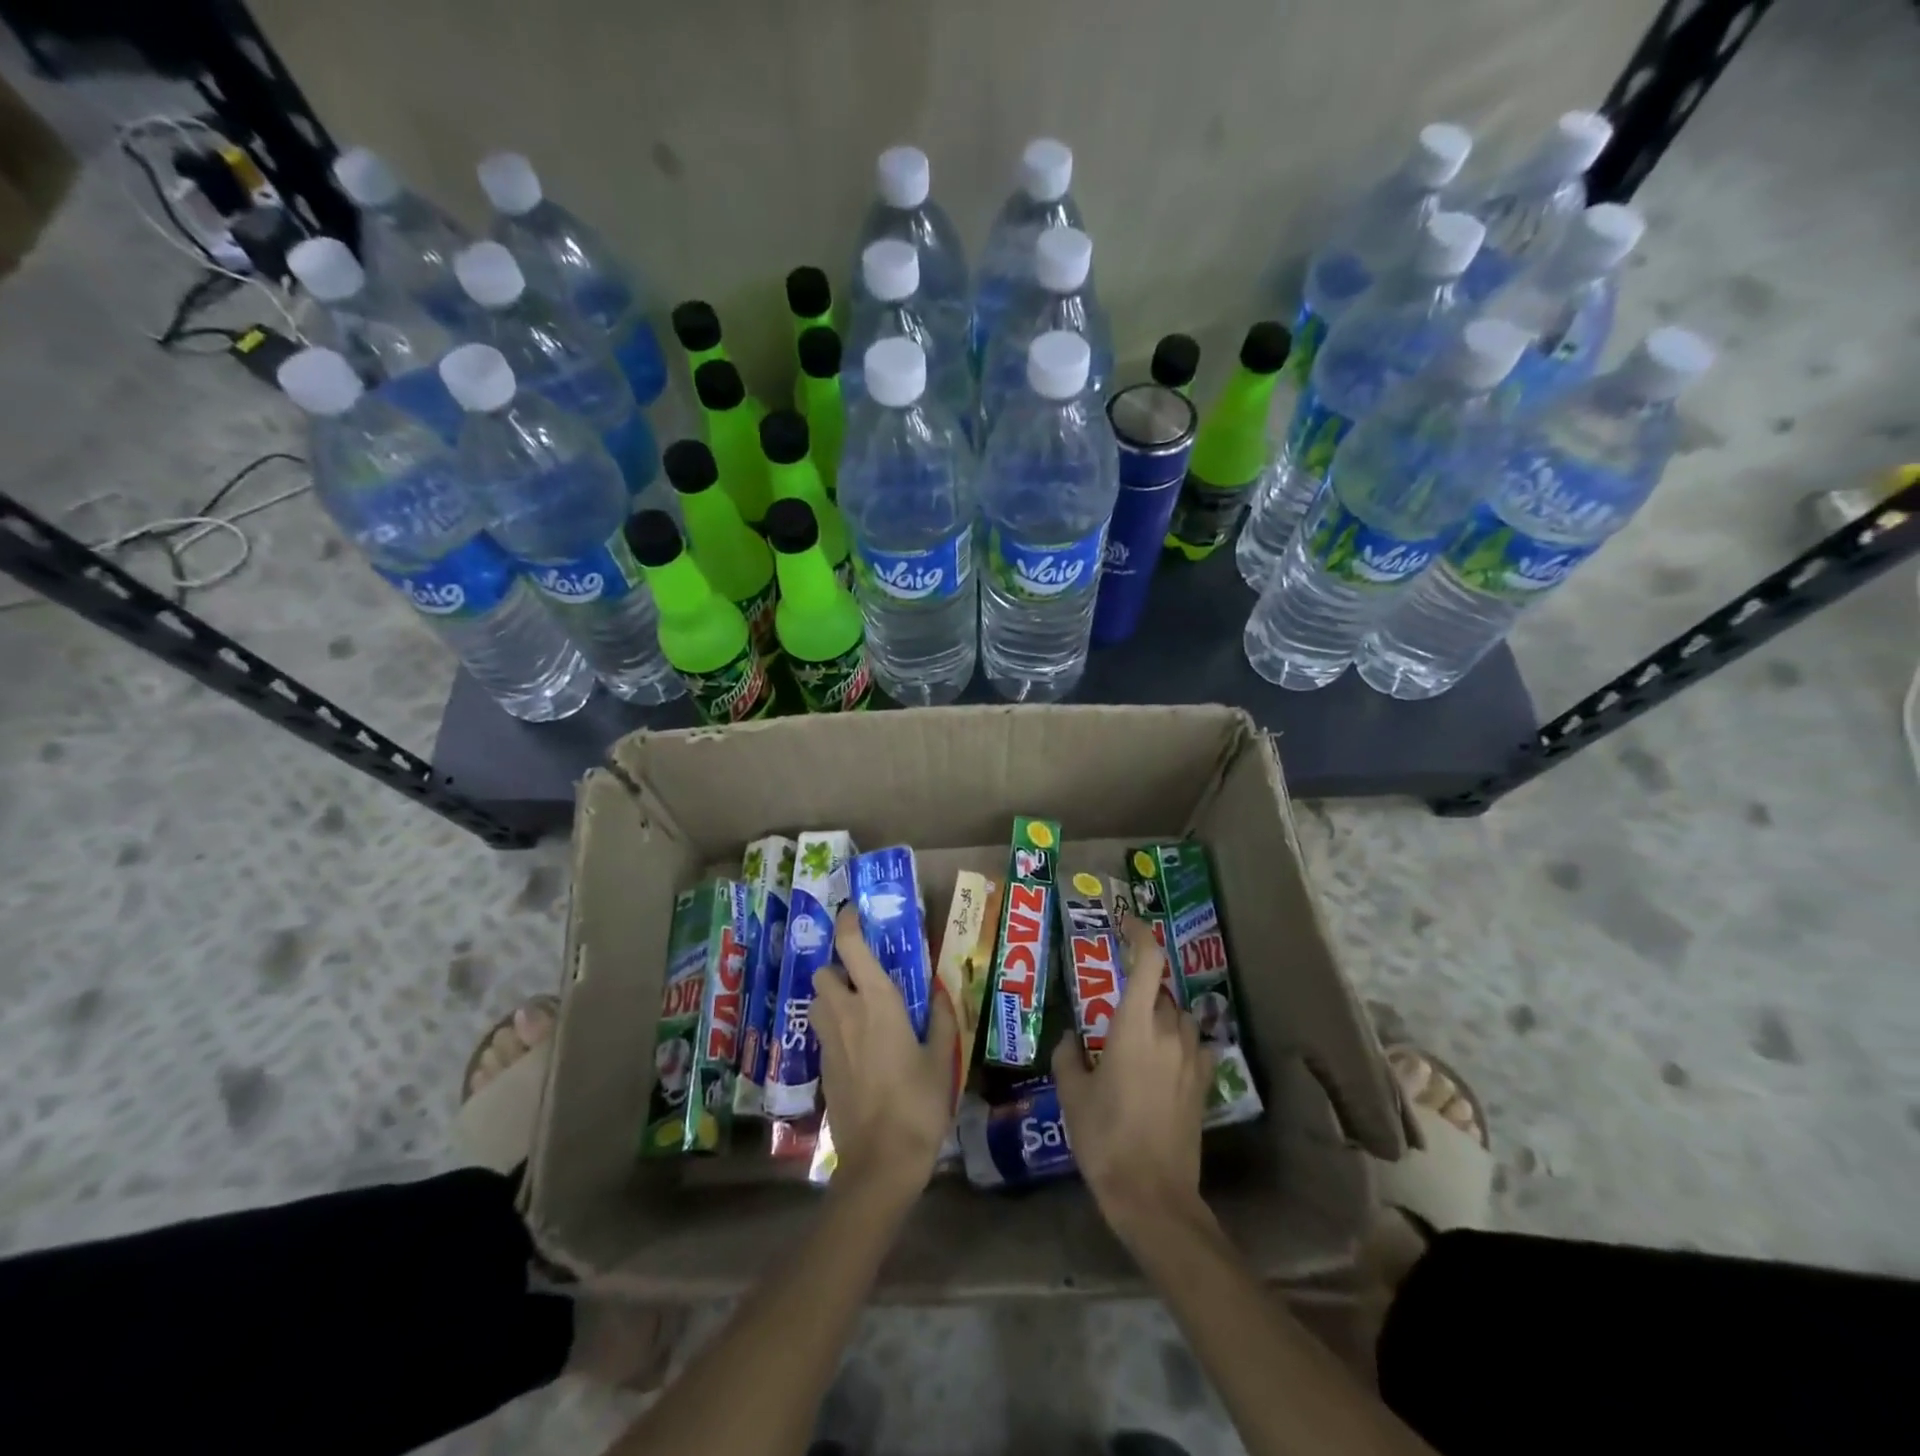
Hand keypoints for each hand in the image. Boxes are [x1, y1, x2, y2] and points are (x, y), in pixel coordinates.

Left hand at [813, 906, 958, 1202]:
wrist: (881, 1161)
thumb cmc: (918, 1102)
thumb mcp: (942, 1058)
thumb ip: (942, 1019)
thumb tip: (942, 991)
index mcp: (876, 1002)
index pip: (851, 947)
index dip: (847, 923)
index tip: (853, 911)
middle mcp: (845, 1013)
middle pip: (824, 972)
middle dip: (838, 967)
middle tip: (864, 976)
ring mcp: (829, 1042)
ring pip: (817, 1002)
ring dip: (832, 995)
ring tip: (859, 1007)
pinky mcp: (822, 1068)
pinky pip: (822, 1032)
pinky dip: (835, 1027)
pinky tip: (860, 1046)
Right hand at [1054, 914, 1213, 1241]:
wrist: (1153, 1194)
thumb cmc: (1105, 1137)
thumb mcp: (1073, 1094)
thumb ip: (1069, 1056)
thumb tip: (1071, 1039)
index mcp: (1135, 1026)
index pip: (1148, 962)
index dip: (1140, 935)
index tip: (1126, 924)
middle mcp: (1170, 1033)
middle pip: (1162, 991)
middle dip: (1141, 989)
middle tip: (1114, 1006)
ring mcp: (1192, 1059)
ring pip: (1181, 1017)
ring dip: (1162, 1016)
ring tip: (1139, 1036)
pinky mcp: (1203, 1084)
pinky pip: (1195, 1046)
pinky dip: (1180, 1042)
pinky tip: (1164, 1062)